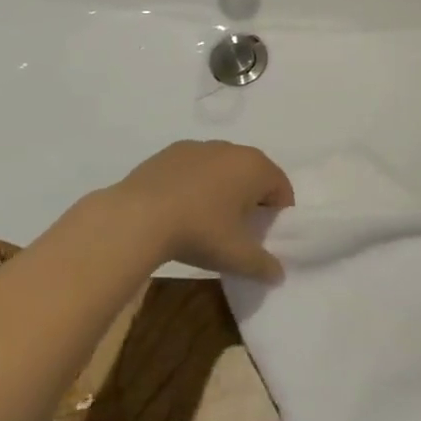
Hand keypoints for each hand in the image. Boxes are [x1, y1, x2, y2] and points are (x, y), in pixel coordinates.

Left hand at [104, 141, 294, 282]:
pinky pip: (195, 167)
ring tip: (207, 219)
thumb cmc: (199, 231)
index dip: (278, 214)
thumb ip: (264, 265)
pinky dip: (196, 183)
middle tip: (238, 230)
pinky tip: (180, 207)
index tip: (264, 236)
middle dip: (252, 199)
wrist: (138, 216)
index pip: (282, 189)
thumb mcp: (236, 256)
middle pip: (253, 174)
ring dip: (223, 189)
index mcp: (255, 167)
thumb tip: (278, 274)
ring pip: (223, 168)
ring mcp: (199, 146)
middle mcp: (231, 149)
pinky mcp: (171, 151)